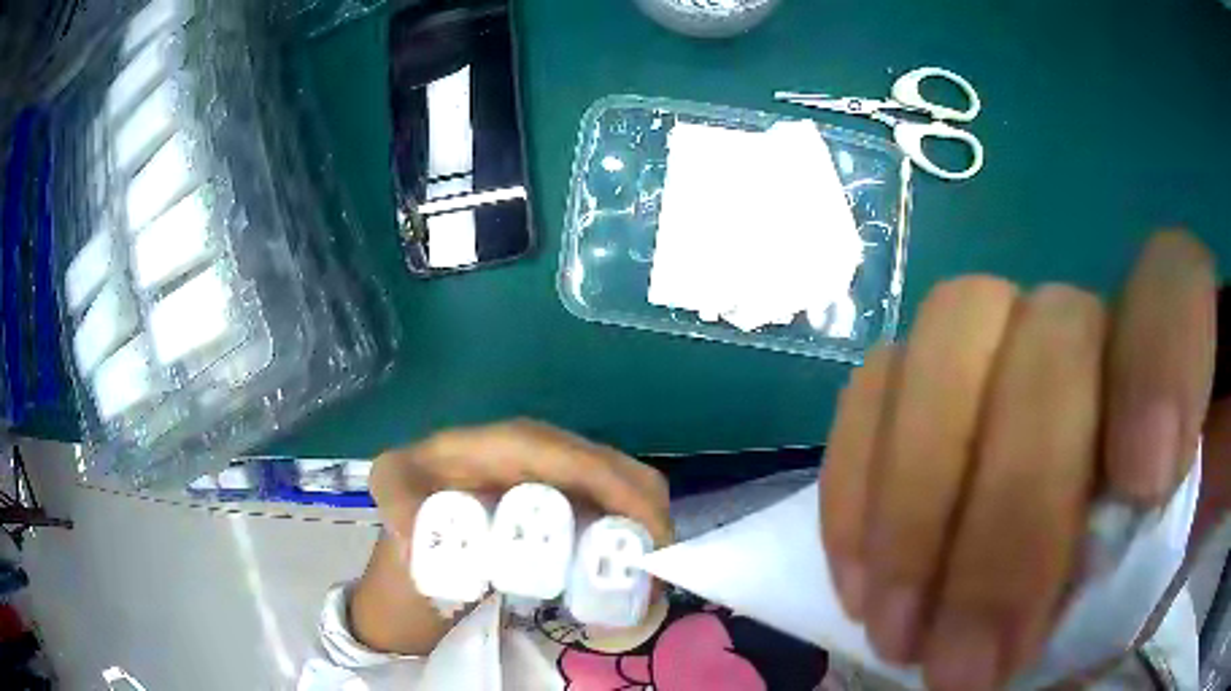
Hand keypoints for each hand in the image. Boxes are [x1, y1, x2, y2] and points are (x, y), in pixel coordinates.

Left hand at [352, 420, 671, 654]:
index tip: (646, 537)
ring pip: (621, 485)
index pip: (572, 457)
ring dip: (647, 526)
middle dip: (647, 511)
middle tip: (659, 571)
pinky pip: (612, 506)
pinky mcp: (563, 499)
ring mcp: (554, 475)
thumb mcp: (391, 498)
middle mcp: (537, 450)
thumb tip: (427, 534)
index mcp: (502, 443)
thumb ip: (398, 503)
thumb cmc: (406, 512)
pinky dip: (634, 535)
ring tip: (654, 579)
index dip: (617, 489)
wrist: (411, 540)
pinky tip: (638, 571)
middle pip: (610, 467)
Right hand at [820, 231, 1217, 689]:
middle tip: (969, 661)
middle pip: (1053, 329)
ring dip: (918, 504)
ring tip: (901, 632)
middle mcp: (1086, 321)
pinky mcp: (918, 372)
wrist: (1063, 564)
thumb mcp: (1148, 581)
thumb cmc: (1120, 574)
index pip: (1176, 282)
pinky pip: (871, 388)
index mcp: (1169, 355)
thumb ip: (1144, 570)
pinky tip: (862, 586)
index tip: (1141, 487)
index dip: (1164, 362)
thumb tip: (1083, 620)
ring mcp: (997, 332)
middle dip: (1015, 505)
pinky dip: (859, 490)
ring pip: (947, 333)